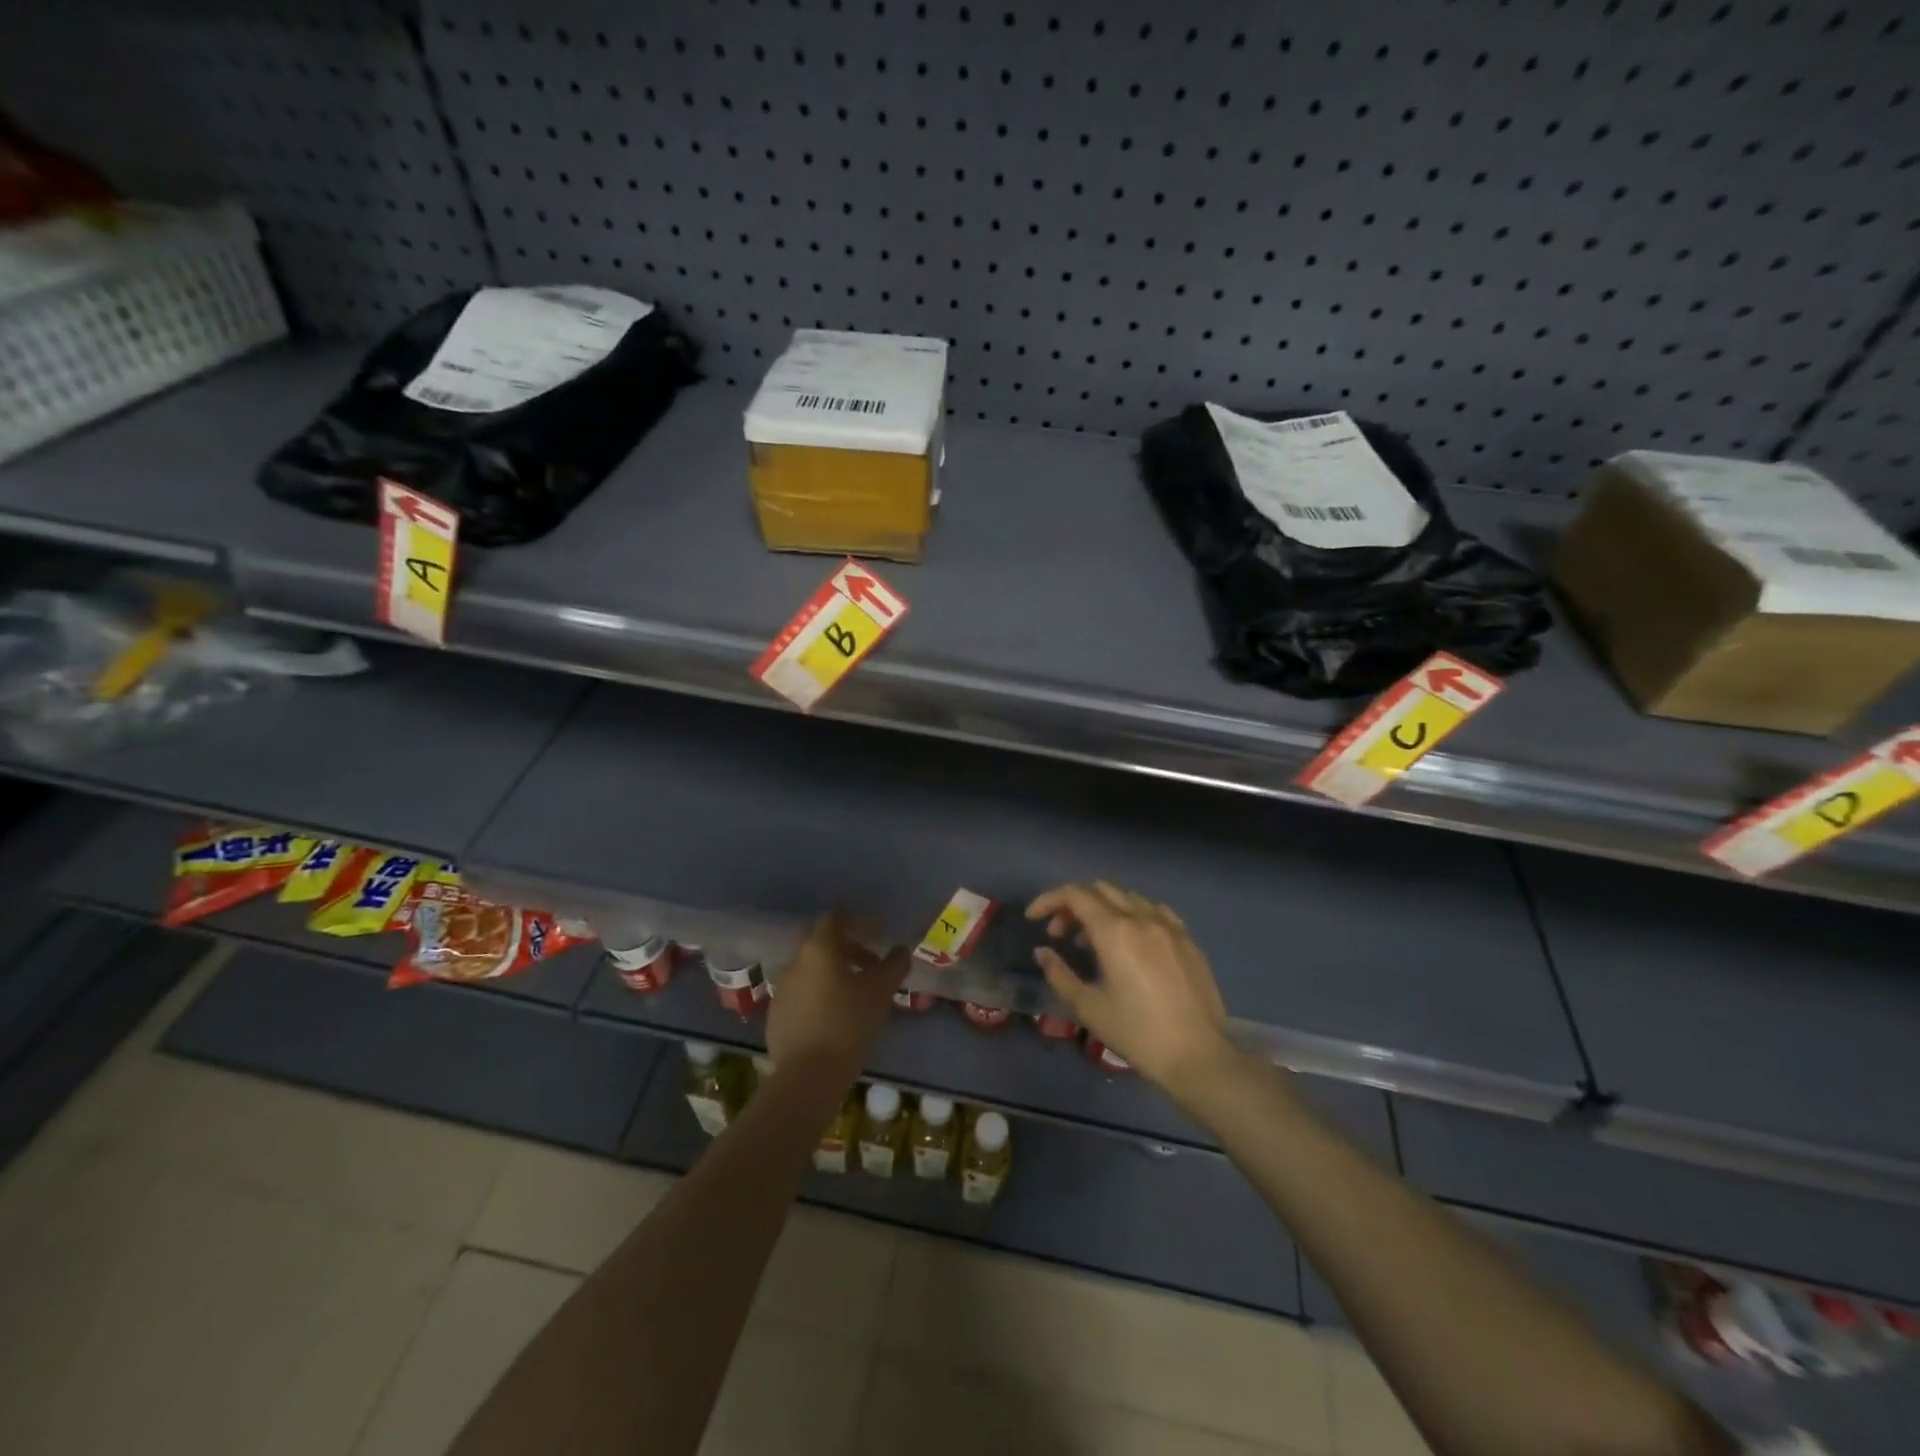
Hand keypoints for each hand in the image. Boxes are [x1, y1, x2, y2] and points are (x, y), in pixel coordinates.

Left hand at [767, 911, 908, 1078]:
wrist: (808, 1075)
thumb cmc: (848, 1023)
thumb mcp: (880, 992)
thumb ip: (894, 965)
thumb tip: (902, 950)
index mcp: (818, 949)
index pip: (834, 918)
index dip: (858, 921)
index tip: (878, 932)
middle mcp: (795, 962)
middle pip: (820, 942)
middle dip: (846, 947)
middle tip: (870, 963)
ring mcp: (782, 989)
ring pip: (810, 970)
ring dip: (833, 973)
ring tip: (856, 994)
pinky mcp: (776, 1015)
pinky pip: (801, 994)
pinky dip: (819, 995)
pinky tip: (835, 1017)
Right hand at [1028, 881, 1235, 1095]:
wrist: (1198, 1056)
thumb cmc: (1137, 1034)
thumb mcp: (1089, 1008)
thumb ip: (1060, 974)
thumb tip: (1043, 952)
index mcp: (1116, 932)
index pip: (1075, 895)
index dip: (1049, 900)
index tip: (1033, 918)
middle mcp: (1142, 918)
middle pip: (1100, 889)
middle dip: (1072, 904)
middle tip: (1059, 933)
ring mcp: (1169, 926)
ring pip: (1127, 896)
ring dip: (1101, 907)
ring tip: (1092, 941)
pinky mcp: (1187, 939)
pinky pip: (1153, 910)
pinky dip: (1132, 914)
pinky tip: (1130, 940)